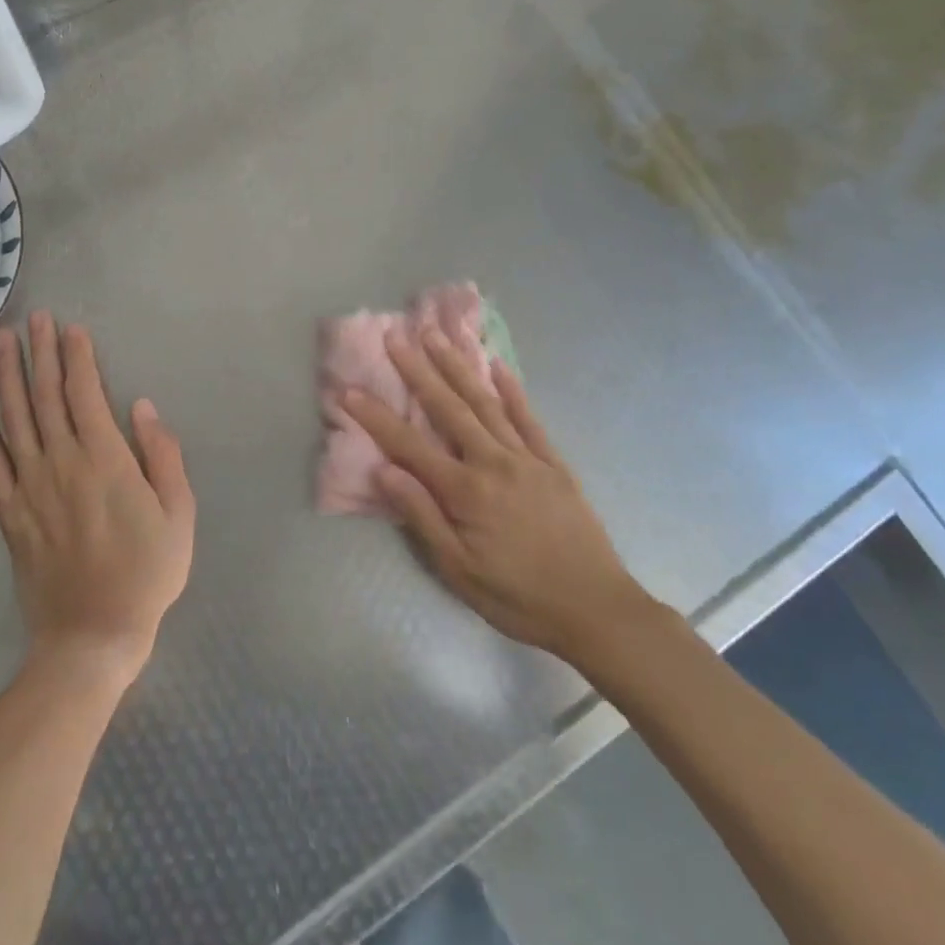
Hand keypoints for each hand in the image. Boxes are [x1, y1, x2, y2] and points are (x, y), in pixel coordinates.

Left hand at [0, 311, 194, 688]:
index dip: (77, 358)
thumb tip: (143, 407)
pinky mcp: (10, 513)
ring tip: (2, 342)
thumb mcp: (178, 513)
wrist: (92, 634)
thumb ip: (162, 456)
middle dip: (41, 353)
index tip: (71, 328)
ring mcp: (30, 487)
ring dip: (8, 377)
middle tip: (33, 317)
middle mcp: (61, 463)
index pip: (86, 395)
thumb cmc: (147, 572)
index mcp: (105, 460)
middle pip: (47, 397)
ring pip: (15, 420)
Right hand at [339, 328, 651, 660]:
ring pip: (485, 402)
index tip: (348, 389)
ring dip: (458, 366)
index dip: (375, 416)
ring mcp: (527, 457)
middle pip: (448, 408)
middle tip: (396, 335)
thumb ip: (421, 516)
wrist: (596, 609)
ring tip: (437, 335)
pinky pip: (529, 418)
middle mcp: (493, 462)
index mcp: (465, 490)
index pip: (408, 445)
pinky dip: (512, 390)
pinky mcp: (553, 462)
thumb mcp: (458, 569)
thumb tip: (384, 470)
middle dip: (418, 369)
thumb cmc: (518, 597)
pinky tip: (497, 366)